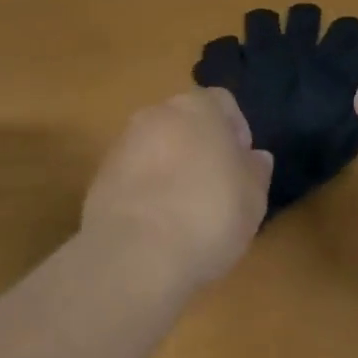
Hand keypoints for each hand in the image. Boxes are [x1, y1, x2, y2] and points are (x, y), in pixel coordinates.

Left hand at [83, 89, 272, 289]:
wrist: (135, 254)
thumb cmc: (208, 215)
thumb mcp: (253, 198)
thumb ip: (256, 171)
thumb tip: (255, 157)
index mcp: (199, 107)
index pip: (223, 103)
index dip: (236, 131)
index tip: (242, 166)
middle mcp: (159, 113)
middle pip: (186, 121)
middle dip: (200, 147)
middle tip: (215, 187)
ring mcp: (125, 141)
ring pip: (157, 146)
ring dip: (170, 167)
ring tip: (183, 210)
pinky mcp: (101, 174)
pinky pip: (133, 172)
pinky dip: (145, 189)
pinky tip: (156, 224)